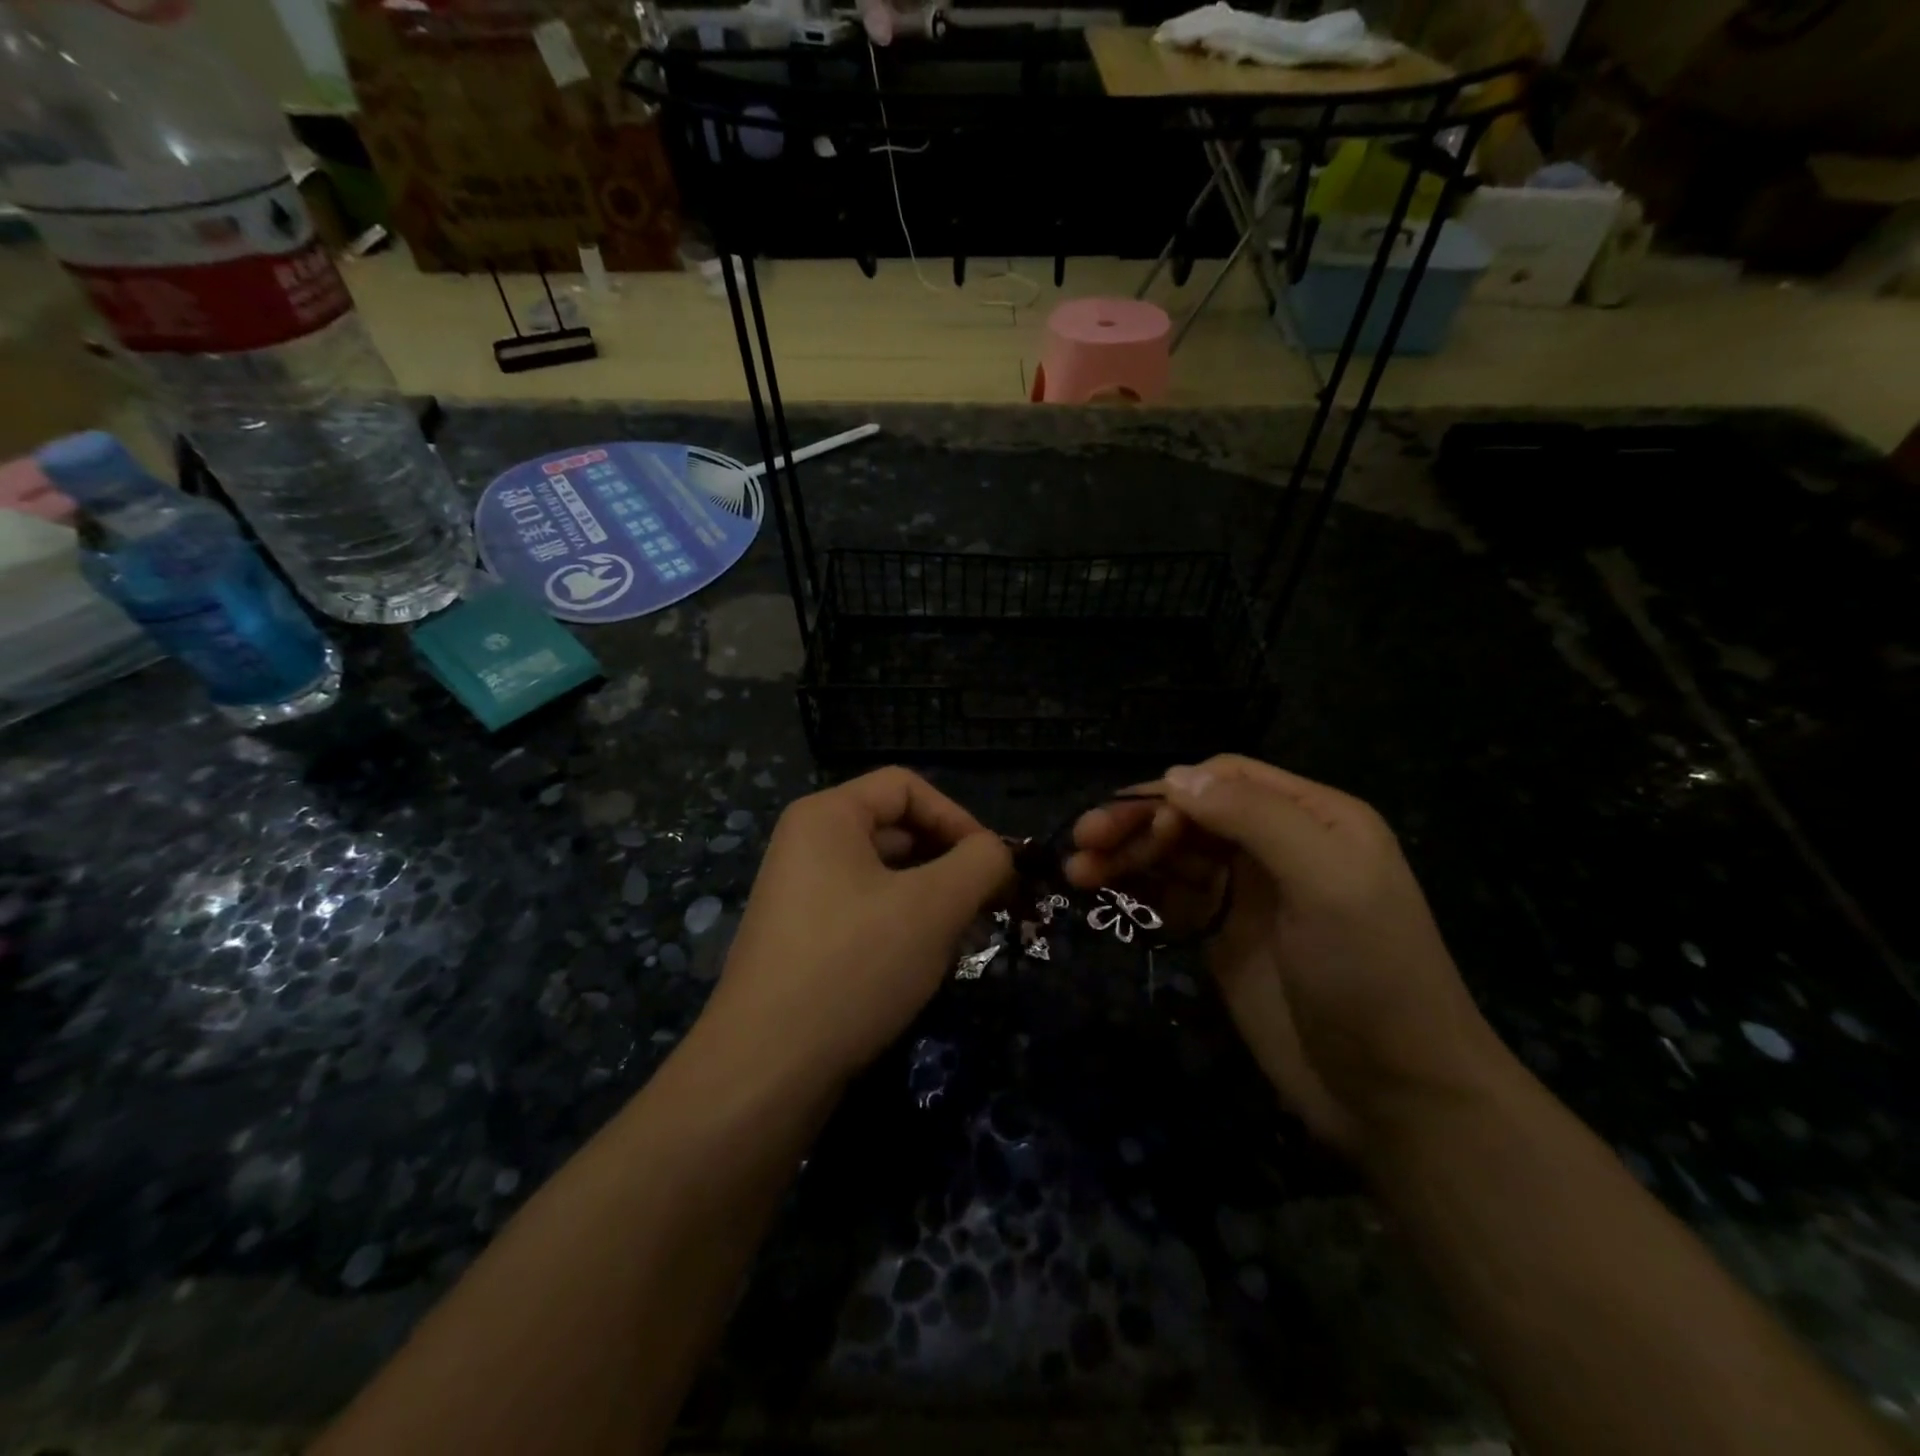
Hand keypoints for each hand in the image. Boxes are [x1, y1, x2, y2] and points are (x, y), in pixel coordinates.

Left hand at [698, 768, 1011, 1088]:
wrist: (766, 1070)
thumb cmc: (854, 966)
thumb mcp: (934, 906)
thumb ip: (980, 863)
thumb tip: (998, 853)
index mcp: (827, 816)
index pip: (907, 786)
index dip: (958, 818)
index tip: (994, 867)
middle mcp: (807, 845)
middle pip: (897, 829)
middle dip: (950, 862)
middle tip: (989, 906)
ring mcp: (801, 895)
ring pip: (886, 876)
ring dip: (933, 898)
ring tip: (964, 938)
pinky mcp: (803, 940)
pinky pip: (866, 912)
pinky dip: (904, 926)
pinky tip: (926, 963)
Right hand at [1068, 755, 1515, 1155]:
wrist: (1393, 1095)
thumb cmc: (1370, 974)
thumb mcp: (1327, 882)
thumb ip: (1255, 819)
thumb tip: (1174, 776)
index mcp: (1312, 818)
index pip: (1227, 778)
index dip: (1175, 792)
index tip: (1135, 823)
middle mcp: (1275, 845)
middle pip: (1190, 814)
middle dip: (1136, 821)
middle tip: (1083, 841)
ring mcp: (1245, 893)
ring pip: (1172, 853)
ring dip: (1124, 853)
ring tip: (1077, 872)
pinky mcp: (1221, 935)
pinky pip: (1169, 895)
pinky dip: (1134, 887)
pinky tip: (1101, 890)